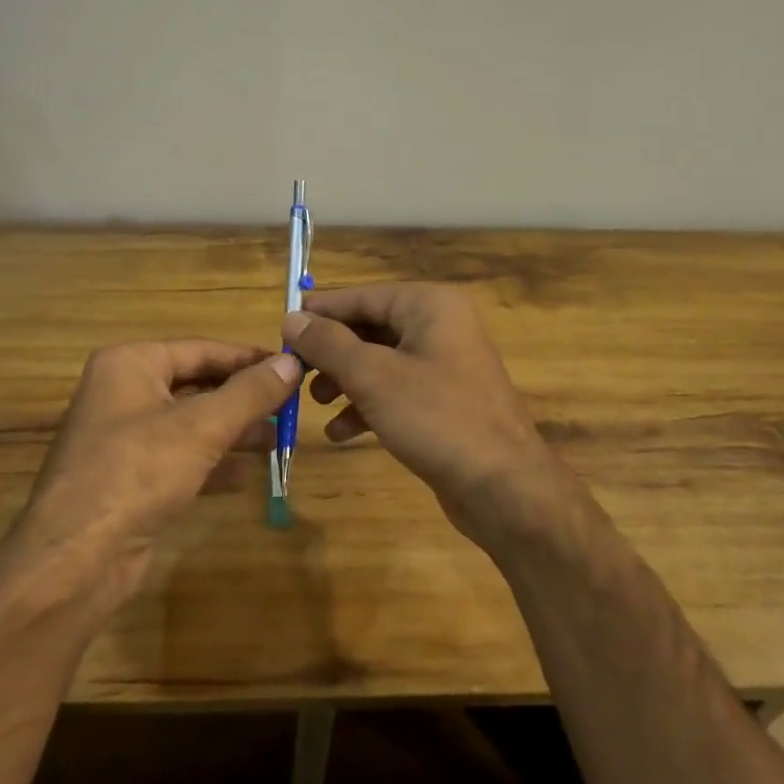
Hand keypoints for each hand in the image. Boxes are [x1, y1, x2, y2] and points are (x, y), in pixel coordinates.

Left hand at [7, 340, 298, 612]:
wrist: (77, 559)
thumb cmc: (138, 472)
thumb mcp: (202, 426)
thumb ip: (250, 393)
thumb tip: (293, 363)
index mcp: (130, 365)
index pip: (202, 349)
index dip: (249, 358)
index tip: (292, 367)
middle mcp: (123, 394)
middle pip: (196, 385)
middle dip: (243, 398)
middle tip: (289, 407)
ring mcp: (123, 439)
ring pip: (190, 424)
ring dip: (232, 431)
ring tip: (276, 439)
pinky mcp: (129, 479)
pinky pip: (179, 459)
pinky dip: (211, 464)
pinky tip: (244, 477)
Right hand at [283, 283, 578, 548]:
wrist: (503, 486)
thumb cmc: (436, 418)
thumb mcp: (373, 376)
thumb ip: (328, 344)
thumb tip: (292, 318)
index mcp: (429, 305)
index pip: (362, 296)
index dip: (319, 312)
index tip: (280, 328)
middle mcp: (441, 325)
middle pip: (370, 328)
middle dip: (331, 352)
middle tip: (295, 373)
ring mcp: (446, 364)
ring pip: (381, 361)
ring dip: (345, 380)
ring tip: (315, 402)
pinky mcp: (445, 400)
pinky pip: (397, 390)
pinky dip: (368, 405)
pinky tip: (341, 432)